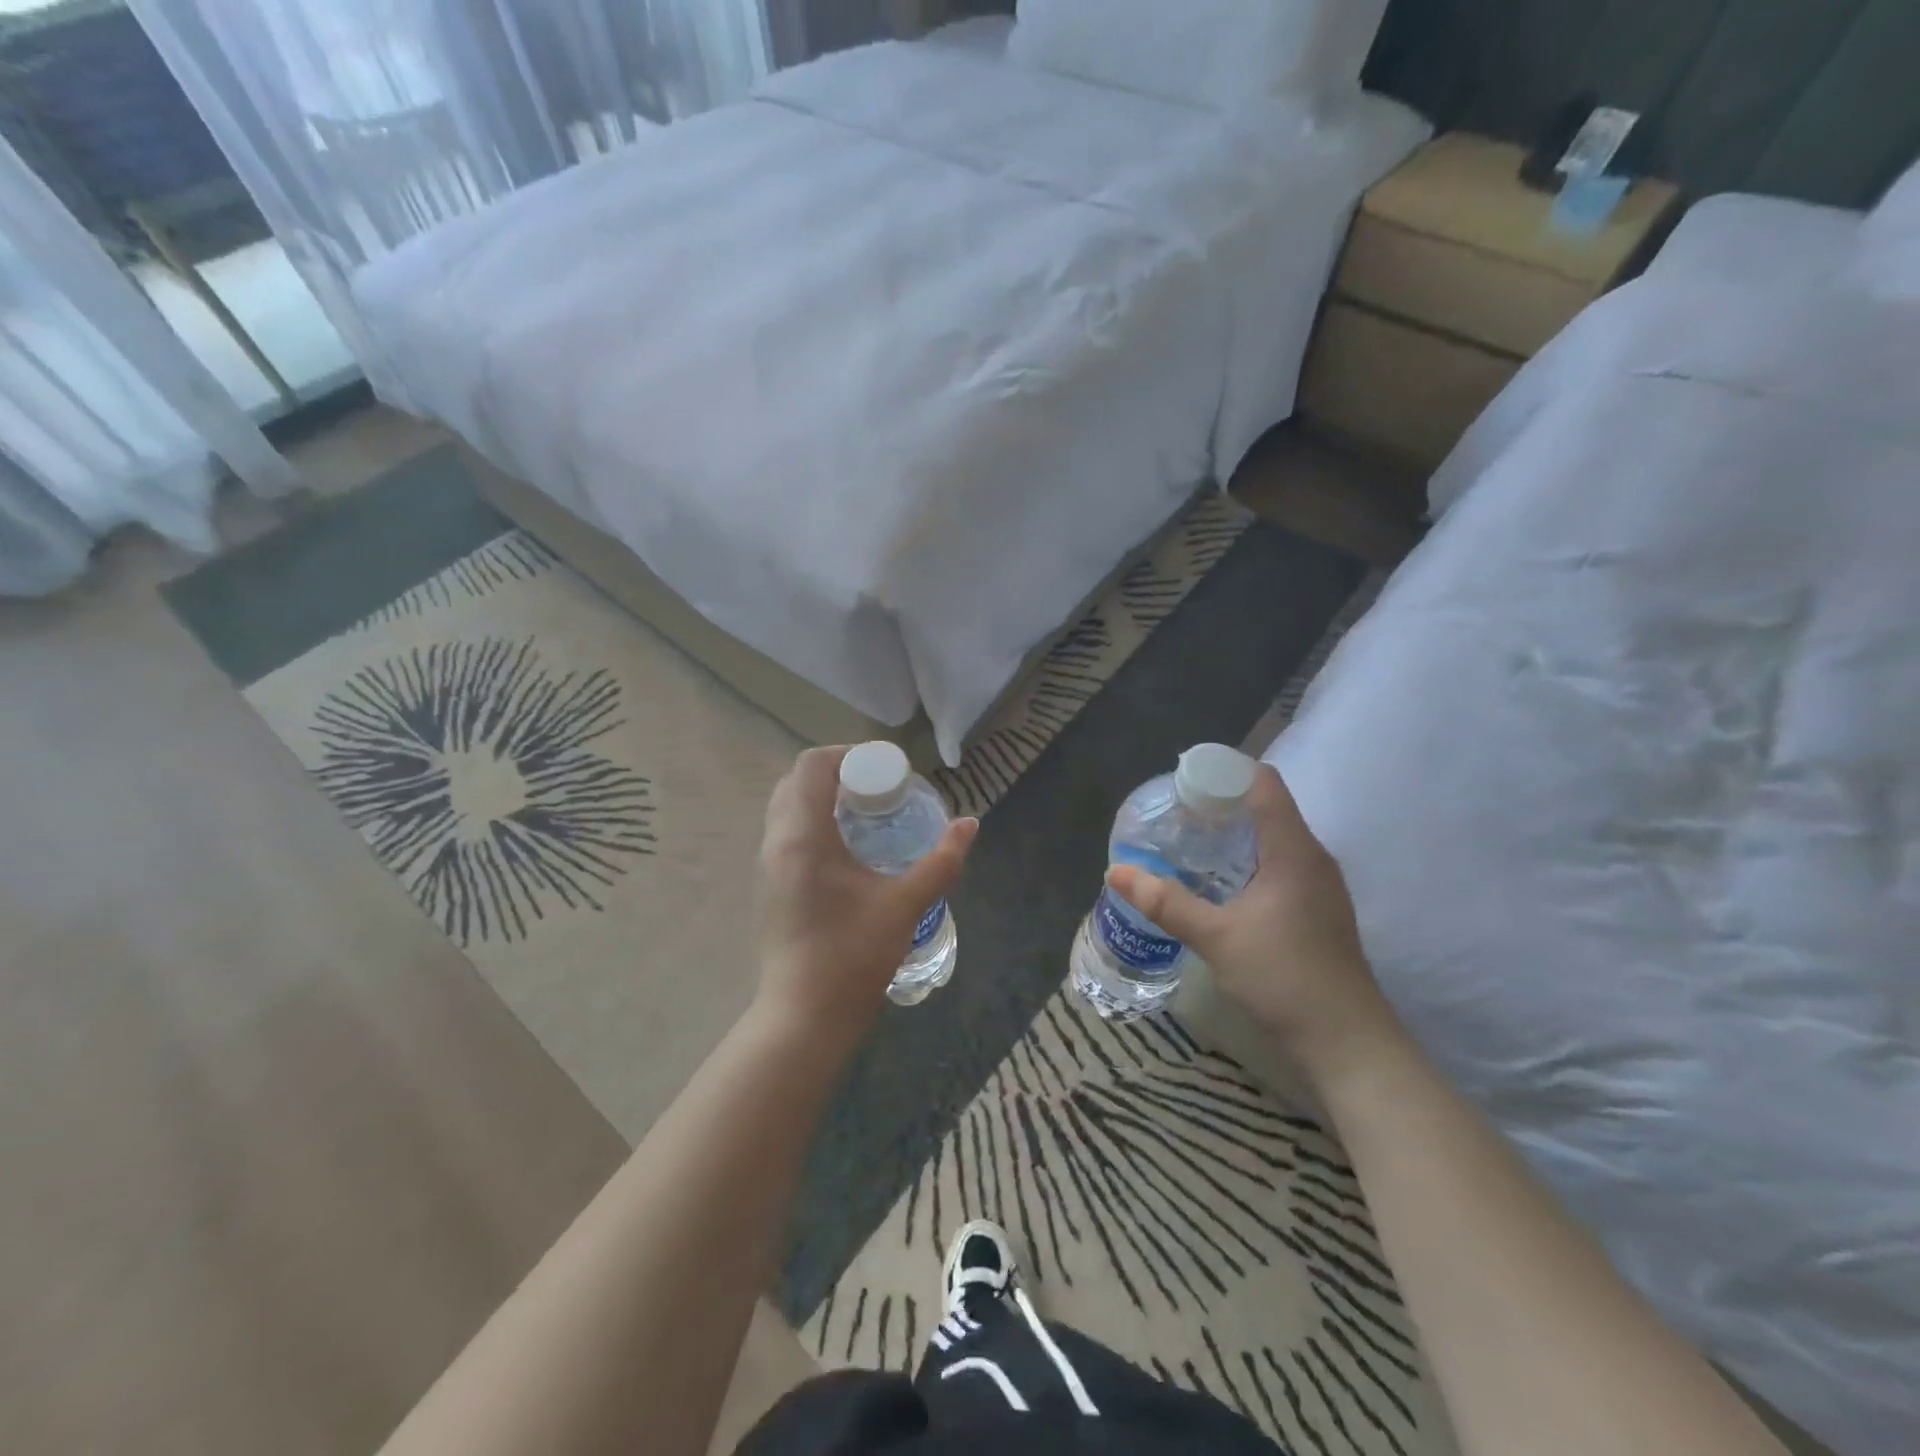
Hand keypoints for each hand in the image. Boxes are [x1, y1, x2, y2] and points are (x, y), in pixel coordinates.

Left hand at [753, 747, 978, 1045]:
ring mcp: (766, 867)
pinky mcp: (768, 889)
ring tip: (865, 817)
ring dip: (821, 800)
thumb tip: (970, 824)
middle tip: (877, 791)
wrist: (804, 1017)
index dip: (846, 755)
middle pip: (796, 783)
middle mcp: (776, 842)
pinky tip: (847, 852)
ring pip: (787, 810)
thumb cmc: (853, 955)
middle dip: (835, 775)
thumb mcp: (905, 904)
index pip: (812, 766)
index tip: (883, 769)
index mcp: (803, 836)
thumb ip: (941, 861)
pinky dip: (812, 824)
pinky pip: (785, 836)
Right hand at [1107, 763, 1396, 1080]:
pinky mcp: (1315, 908)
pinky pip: (1276, 862)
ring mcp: (1318, 884)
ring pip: (1271, 836)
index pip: (1263, 783)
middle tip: (1173, 813)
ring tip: (1187, 841)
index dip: (1223, 771)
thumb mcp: (1216, 938)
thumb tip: (1116, 871)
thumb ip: (1165, 902)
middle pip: (1265, 806)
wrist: (1347, 1043)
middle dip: (1219, 802)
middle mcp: (1311, 857)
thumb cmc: (1285, 978)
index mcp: (1294, 850)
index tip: (1182, 780)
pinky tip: (1216, 881)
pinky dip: (1244, 857)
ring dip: (1231, 831)